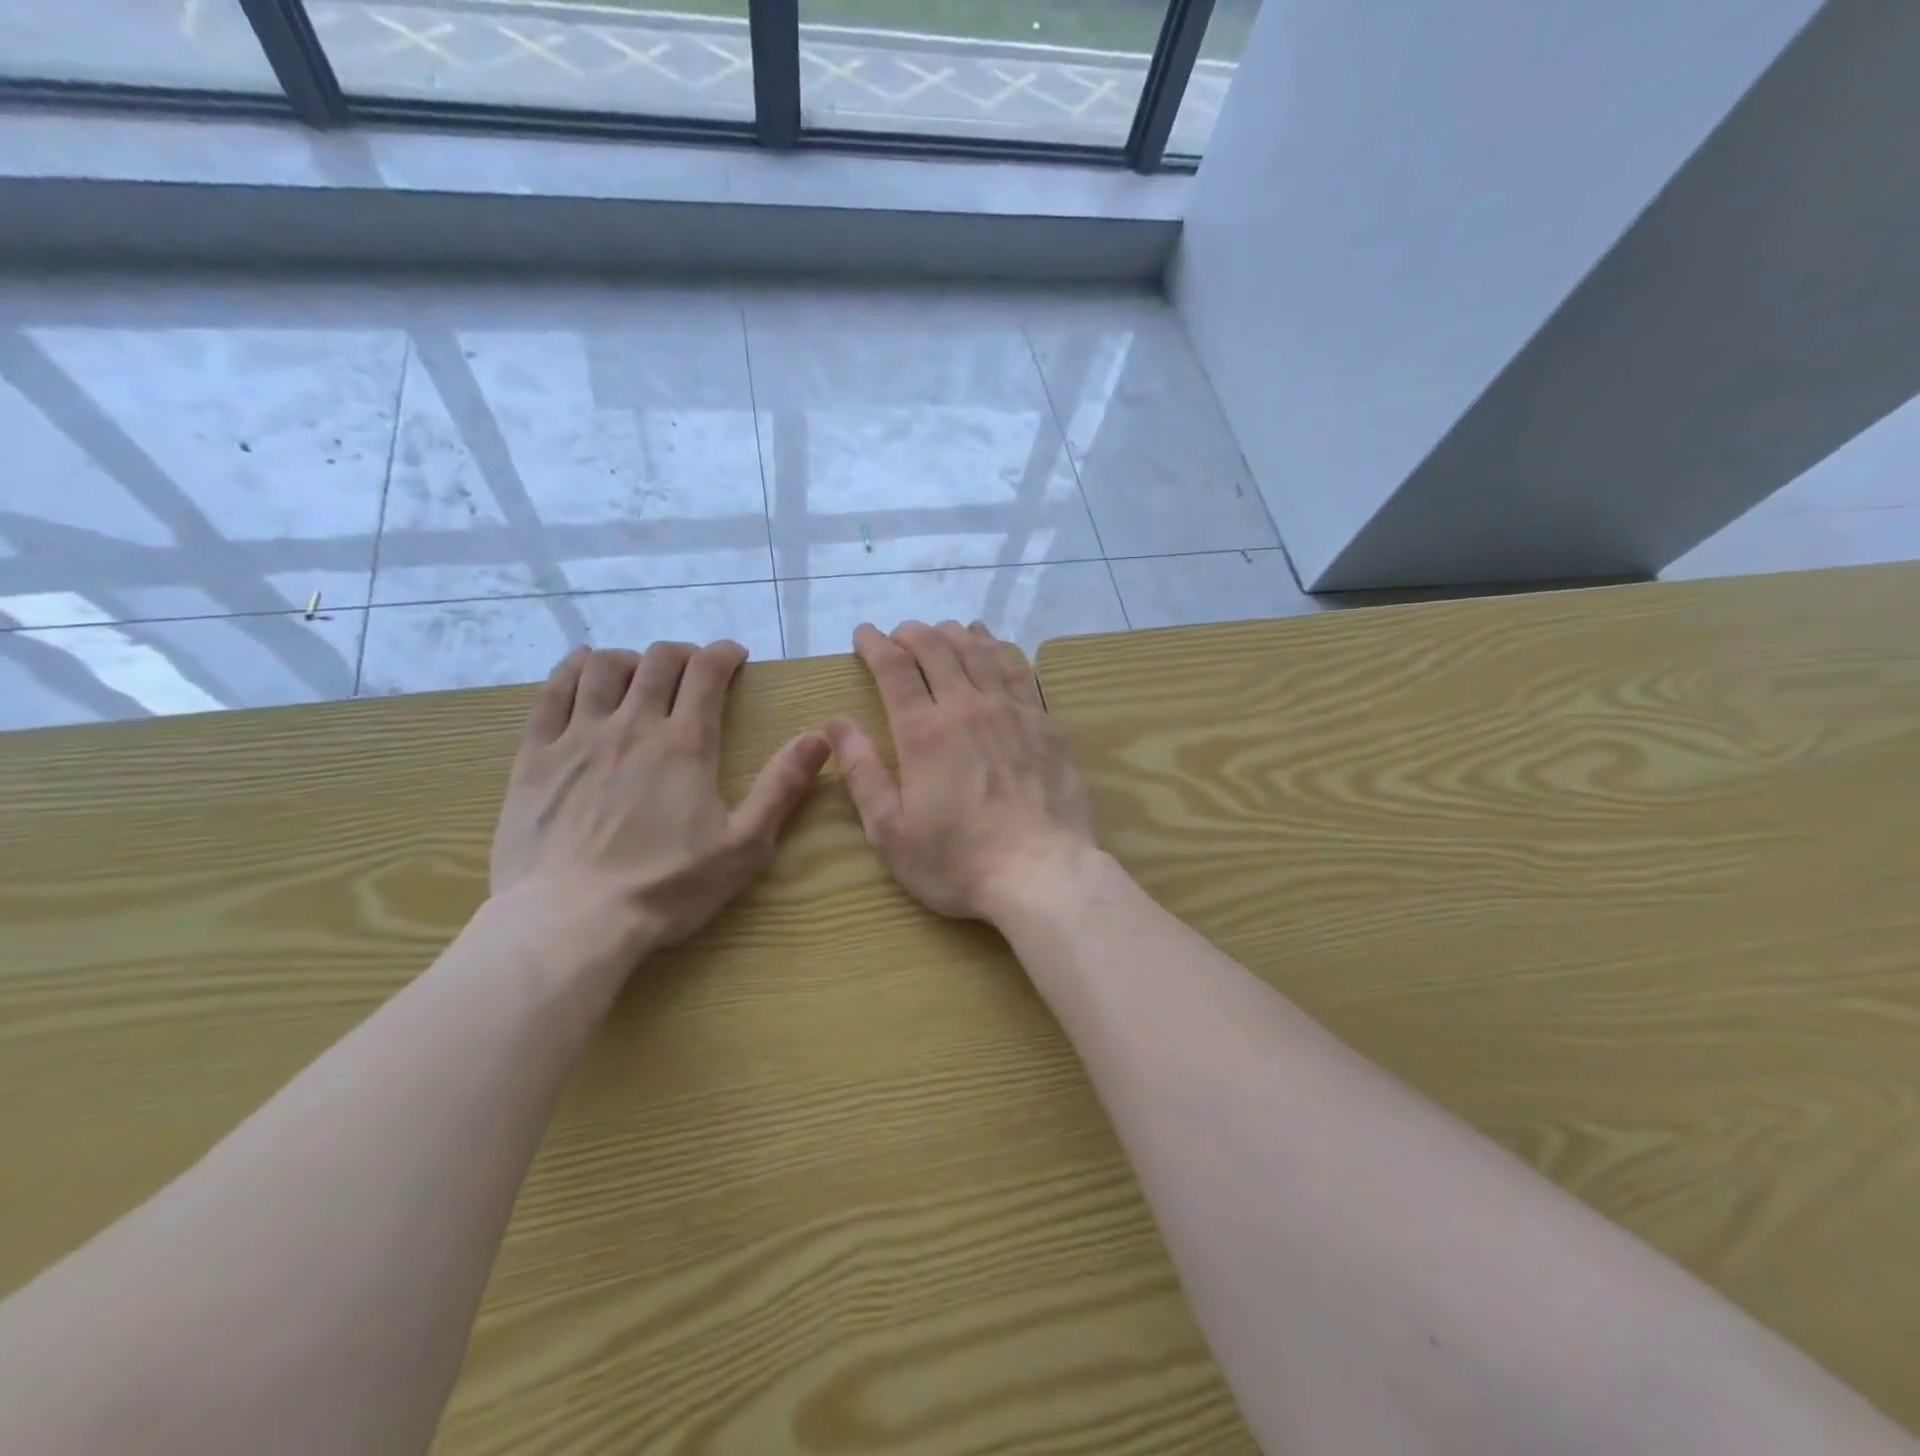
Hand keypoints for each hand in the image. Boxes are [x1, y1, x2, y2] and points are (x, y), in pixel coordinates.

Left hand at [490, 641, 829, 956]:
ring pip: (603, 668)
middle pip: (658, 661)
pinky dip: (572, 669)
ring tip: (641, 672)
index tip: (735, 657)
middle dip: (683, 654)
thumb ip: (782, 787)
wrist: (570, 921)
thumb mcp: (743, 846)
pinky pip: (551, 692)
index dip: (725, 654)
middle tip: (694, 670)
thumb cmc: (666, 887)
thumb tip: (820, 738)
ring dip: (631, 658)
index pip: (707, 672)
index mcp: (685, 744)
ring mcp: (578, 737)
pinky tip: (583, 668)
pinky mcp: (535, 756)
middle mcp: (633, 725)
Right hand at [826, 621, 1097, 921]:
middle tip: (899, 635)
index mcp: (923, 732)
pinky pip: (1018, 670)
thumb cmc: (957, 861)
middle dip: (912, 633)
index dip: (875, 644)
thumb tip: (836, 724)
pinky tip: (992, 646)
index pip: (894, 669)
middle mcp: (967, 707)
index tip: (863, 634)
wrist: (1042, 873)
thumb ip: (862, 773)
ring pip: (979, 651)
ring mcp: (1011, 711)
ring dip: (954, 634)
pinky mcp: (1044, 723)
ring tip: (941, 631)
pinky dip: (997, 649)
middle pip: (937, 648)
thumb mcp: (890, 831)